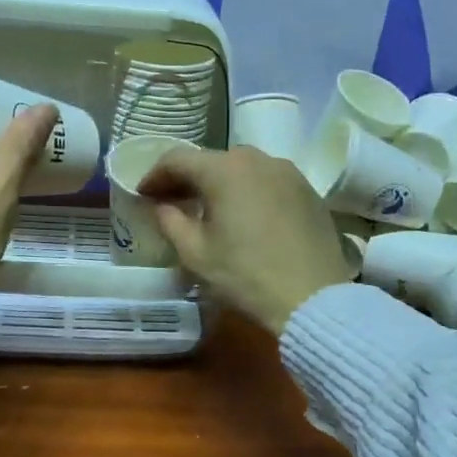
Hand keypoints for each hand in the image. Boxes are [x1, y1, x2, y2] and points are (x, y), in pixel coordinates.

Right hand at [137, 145, 352, 335]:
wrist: (313, 297)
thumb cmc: (245, 275)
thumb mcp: (195, 253)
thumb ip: (170, 221)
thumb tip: (162, 206)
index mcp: (224, 170)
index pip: (177, 160)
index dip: (155, 175)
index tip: (143, 194)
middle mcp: (257, 159)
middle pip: (212, 160)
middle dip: (188, 177)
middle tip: (173, 200)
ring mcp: (288, 172)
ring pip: (243, 168)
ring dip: (220, 182)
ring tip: (210, 207)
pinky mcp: (308, 190)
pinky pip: (268, 181)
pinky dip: (249, 190)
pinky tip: (246, 215)